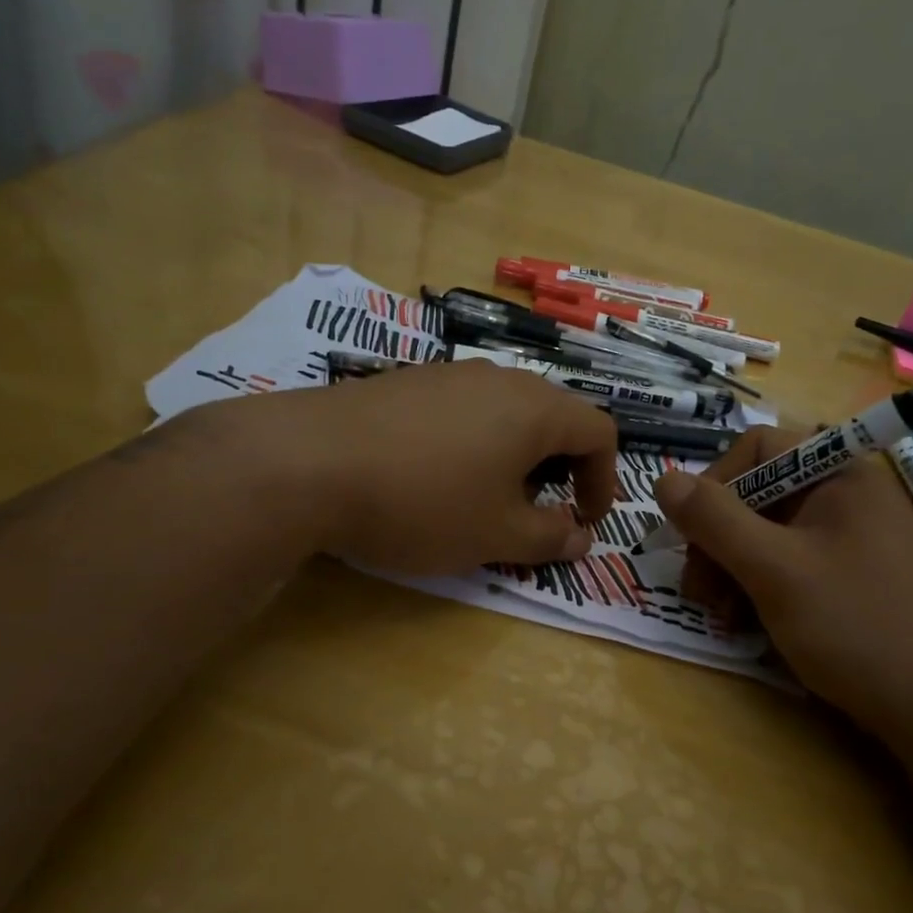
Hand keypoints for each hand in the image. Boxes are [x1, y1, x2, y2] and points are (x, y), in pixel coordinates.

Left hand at [257, 361, 616, 574]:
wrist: (307, 462)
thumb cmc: (422, 502)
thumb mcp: (496, 534)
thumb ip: (549, 537)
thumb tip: (580, 538)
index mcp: (535, 408)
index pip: (599, 431)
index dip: (605, 479)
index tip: (585, 520)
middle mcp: (498, 379)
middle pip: (553, 417)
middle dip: (559, 469)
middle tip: (537, 512)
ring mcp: (448, 374)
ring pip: (504, 412)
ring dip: (513, 457)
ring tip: (484, 498)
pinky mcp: (405, 383)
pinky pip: (461, 410)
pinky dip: (471, 444)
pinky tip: (432, 477)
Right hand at [654, 427, 912, 734]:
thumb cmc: (856, 626)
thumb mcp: (774, 570)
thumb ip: (715, 520)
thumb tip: (662, 478)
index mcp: (839, 475)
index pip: (757, 448)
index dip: (714, 484)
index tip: (690, 535)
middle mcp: (846, 496)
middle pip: (758, 494)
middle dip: (717, 539)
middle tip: (698, 590)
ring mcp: (851, 539)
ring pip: (768, 534)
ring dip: (732, 568)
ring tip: (720, 615)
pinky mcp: (851, 577)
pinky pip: (790, 564)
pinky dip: (759, 588)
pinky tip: (747, 624)